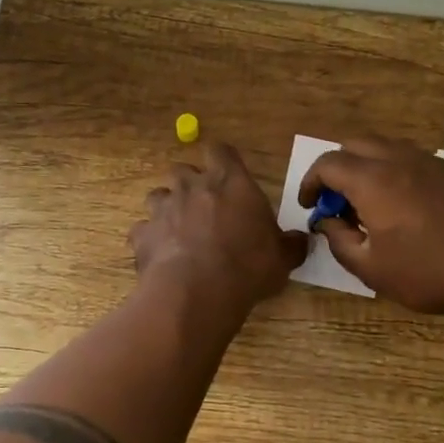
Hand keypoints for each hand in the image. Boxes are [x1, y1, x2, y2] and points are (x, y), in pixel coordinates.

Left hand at [129, 143, 307, 309]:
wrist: (198, 291)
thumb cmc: (248, 265)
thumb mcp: (282, 258)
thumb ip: (290, 245)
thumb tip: (301, 241)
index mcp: (230, 181)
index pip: (221, 151)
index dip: (222, 160)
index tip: (227, 173)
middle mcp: (192, 186)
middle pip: (184, 170)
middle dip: (190, 184)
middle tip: (203, 208)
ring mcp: (163, 208)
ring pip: (158, 196)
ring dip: (167, 209)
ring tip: (178, 231)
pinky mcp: (142, 234)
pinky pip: (143, 230)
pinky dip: (150, 239)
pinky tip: (161, 257)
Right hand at [299, 137, 443, 317]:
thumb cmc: (429, 272)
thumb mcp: (371, 268)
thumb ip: (339, 240)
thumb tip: (326, 222)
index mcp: (372, 179)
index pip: (328, 163)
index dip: (310, 182)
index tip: (310, 205)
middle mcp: (399, 159)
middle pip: (356, 144)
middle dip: (338, 168)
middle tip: (338, 201)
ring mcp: (432, 161)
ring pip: (388, 148)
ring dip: (369, 167)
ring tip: (372, 203)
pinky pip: (415, 160)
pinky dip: (398, 173)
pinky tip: (408, 206)